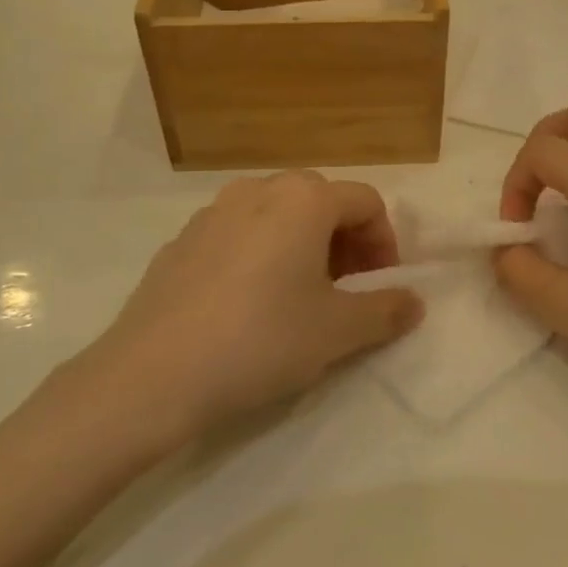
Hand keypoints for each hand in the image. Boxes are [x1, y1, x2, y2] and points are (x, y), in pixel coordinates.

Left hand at [64, 172, 423, 442]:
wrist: (152, 375)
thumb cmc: (261, 341)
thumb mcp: (337, 331)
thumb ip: (385, 310)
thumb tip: (415, 301)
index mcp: (303, 200)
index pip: (365, 201)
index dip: (385, 242)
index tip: (381, 285)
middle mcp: (258, 190)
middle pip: (320, 200)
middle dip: (345, 239)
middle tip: (347, 288)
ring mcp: (213, 213)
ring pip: (276, 214)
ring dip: (302, 243)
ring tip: (300, 295)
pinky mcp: (181, 241)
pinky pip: (238, 234)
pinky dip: (260, 253)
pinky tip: (249, 304)